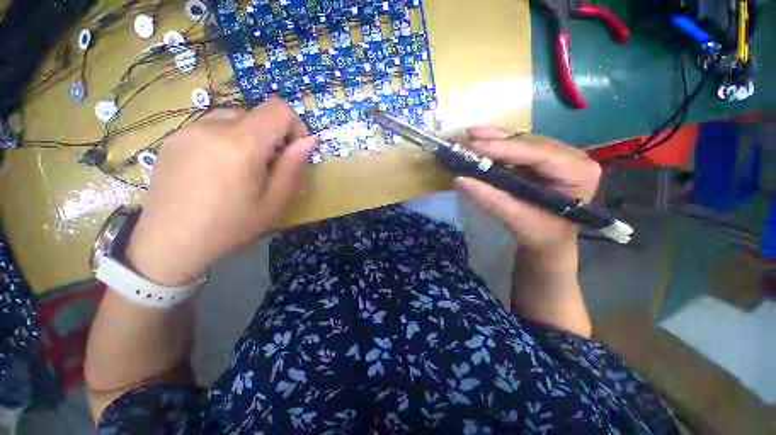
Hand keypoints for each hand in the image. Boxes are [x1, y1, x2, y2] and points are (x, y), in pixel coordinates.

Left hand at [125, 98, 316, 285]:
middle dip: (272, 135)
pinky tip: (218, 167)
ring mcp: (188, 129)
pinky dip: (226, 138)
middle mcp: (212, 127)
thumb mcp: (273, 201)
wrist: (170, 242)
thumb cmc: (230, 226)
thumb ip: (292, 165)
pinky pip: (211, 125)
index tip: (293, 149)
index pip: (278, 109)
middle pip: (257, 113)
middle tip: (268, 166)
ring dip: (249, 136)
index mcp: (241, 145)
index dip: (294, 124)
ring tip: (242, 167)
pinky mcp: (174, 136)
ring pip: (234, 117)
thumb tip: (310, 139)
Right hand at [455, 127, 600, 252]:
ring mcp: (560, 154)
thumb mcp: (515, 219)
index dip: (503, 148)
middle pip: (530, 142)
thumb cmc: (539, 233)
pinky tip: (482, 140)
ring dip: (495, 138)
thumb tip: (461, 180)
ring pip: (523, 140)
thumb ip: (490, 199)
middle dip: (496, 141)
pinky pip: (520, 146)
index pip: (537, 153)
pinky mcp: (546, 157)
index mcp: (577, 172)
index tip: (473, 146)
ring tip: (471, 135)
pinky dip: (499, 144)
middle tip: (467, 139)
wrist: (549, 239)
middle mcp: (573, 156)